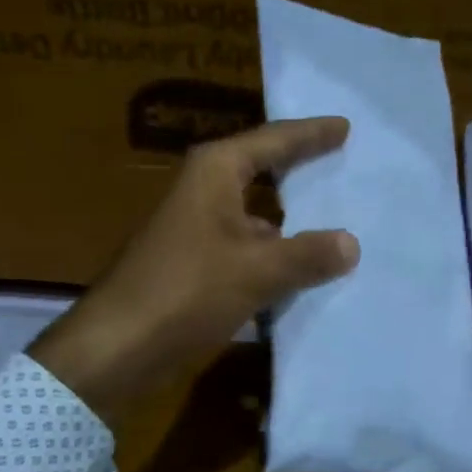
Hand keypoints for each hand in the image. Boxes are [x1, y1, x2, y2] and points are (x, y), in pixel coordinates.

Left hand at [29, 118, 359, 423]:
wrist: (119, 344)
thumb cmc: (187, 290)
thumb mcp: (257, 270)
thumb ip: (307, 254)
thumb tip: (351, 243)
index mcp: (215, 172)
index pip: (274, 140)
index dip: (311, 134)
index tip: (345, 126)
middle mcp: (203, 191)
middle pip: (262, 173)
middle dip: (301, 173)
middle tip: (345, 167)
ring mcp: (195, 230)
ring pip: (255, 218)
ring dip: (289, 225)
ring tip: (338, 227)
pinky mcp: (192, 266)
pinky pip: (245, 252)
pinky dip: (272, 259)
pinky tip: (302, 275)